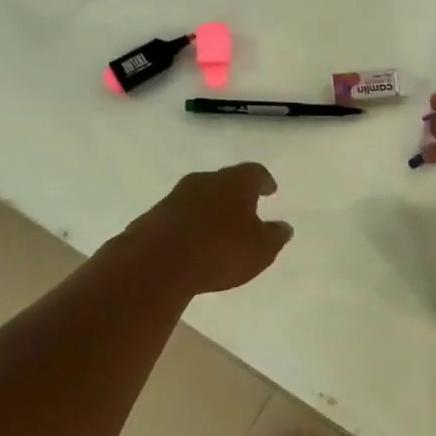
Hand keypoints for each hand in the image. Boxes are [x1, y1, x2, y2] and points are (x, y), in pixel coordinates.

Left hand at [121, 162, 293, 294]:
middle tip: (243, 209)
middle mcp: (204, 181)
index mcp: (234, 182)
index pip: (254, 172)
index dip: (263, 181)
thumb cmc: (220, 250)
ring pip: (198, 198)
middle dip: (234, 195)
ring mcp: (174, 198)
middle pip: (223, 182)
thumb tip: (284, 227)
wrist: (157, 262)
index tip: (269, 189)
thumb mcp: (260, 249)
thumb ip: (274, 236)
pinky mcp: (152, 218)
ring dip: (208, 210)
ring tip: (217, 230)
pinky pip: (177, 217)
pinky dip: (188, 226)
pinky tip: (191, 245)